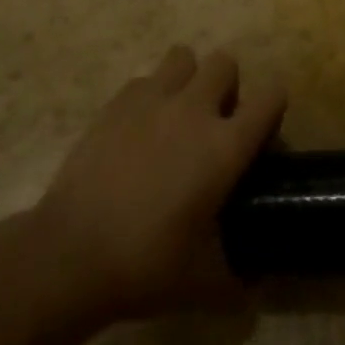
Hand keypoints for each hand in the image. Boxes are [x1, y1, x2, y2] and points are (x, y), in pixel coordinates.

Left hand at [34, 47, 284, 322]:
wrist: (71, 253)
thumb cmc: (147, 265)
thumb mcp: (204, 283)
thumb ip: (237, 279)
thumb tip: (253, 287)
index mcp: (226, 145)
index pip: (272, 97)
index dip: (273, 109)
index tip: (263, 133)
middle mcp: (195, 109)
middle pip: (226, 63)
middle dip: (227, 86)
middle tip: (215, 123)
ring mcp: (152, 100)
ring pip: (183, 57)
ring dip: (188, 78)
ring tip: (177, 114)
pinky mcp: (116, 103)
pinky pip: (144, 80)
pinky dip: (149, 95)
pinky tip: (138, 129)